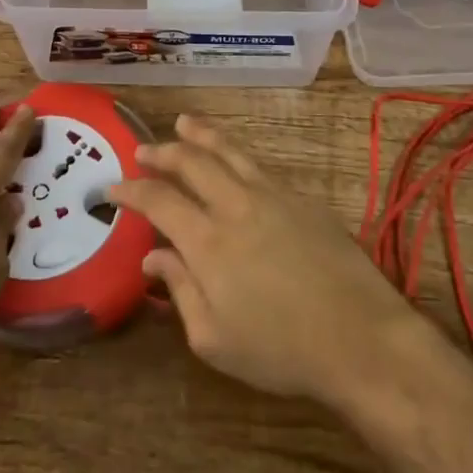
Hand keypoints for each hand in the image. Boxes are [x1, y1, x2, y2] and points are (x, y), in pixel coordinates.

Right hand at [108, 115, 420, 405]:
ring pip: (229, 151)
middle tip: (143, 149)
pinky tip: (233, 158)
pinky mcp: (301, 197)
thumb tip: (153, 257)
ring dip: (201, 135)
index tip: (113, 187)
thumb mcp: (215, 339)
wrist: (359, 336)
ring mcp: (273, 195)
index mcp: (208, 242)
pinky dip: (236, 154)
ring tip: (183, 123)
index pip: (159, 201)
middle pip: (192, 163)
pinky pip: (258, 166)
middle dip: (163, 152)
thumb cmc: (281, 350)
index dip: (132, 191)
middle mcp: (236, 206)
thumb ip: (181, 291)